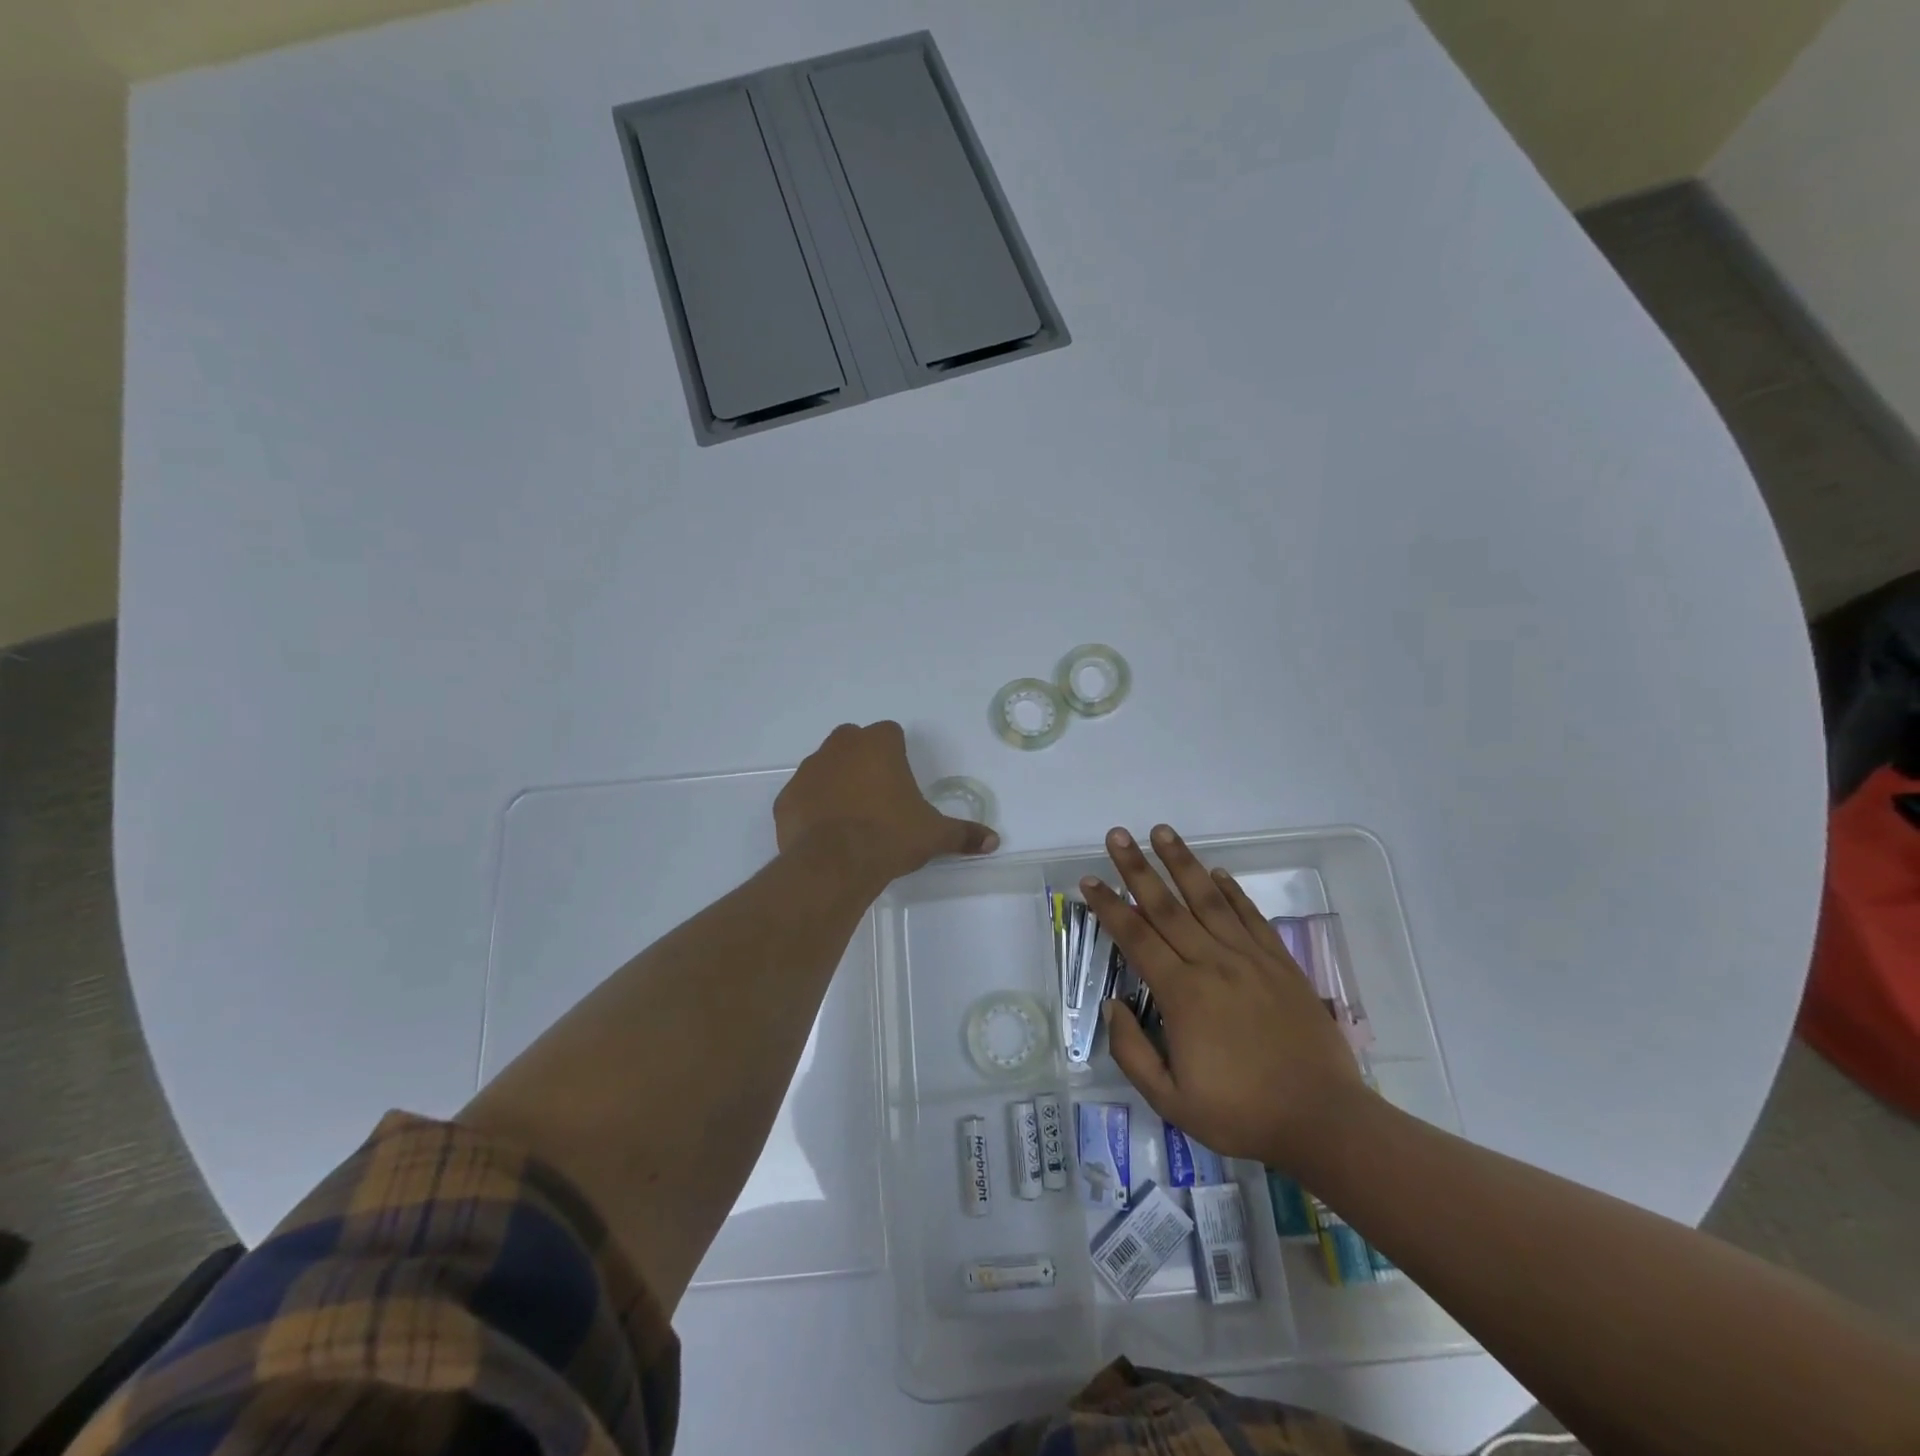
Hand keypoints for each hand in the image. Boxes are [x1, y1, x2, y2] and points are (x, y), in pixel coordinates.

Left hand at [775, 722, 998, 887]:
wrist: (835, 863)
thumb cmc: (890, 837)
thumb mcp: (934, 835)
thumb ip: (963, 833)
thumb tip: (993, 841)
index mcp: (878, 745)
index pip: (889, 732)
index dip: (896, 752)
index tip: (901, 779)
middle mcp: (840, 747)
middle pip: (853, 740)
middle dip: (863, 759)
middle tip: (877, 794)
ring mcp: (809, 770)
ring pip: (824, 765)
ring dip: (836, 781)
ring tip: (850, 816)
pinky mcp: (787, 797)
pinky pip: (803, 794)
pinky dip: (812, 806)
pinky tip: (824, 832)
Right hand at [1083, 824, 1369, 1171]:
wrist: (1323, 1120)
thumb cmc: (1241, 1114)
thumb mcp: (1171, 1100)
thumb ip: (1132, 1052)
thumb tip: (1112, 1006)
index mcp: (1182, 994)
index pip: (1136, 937)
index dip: (1109, 906)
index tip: (1089, 880)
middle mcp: (1213, 963)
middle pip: (1167, 906)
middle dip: (1137, 868)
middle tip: (1117, 835)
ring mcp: (1250, 959)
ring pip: (1208, 900)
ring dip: (1182, 863)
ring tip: (1162, 832)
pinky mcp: (1280, 964)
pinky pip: (1251, 917)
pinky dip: (1232, 891)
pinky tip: (1216, 873)